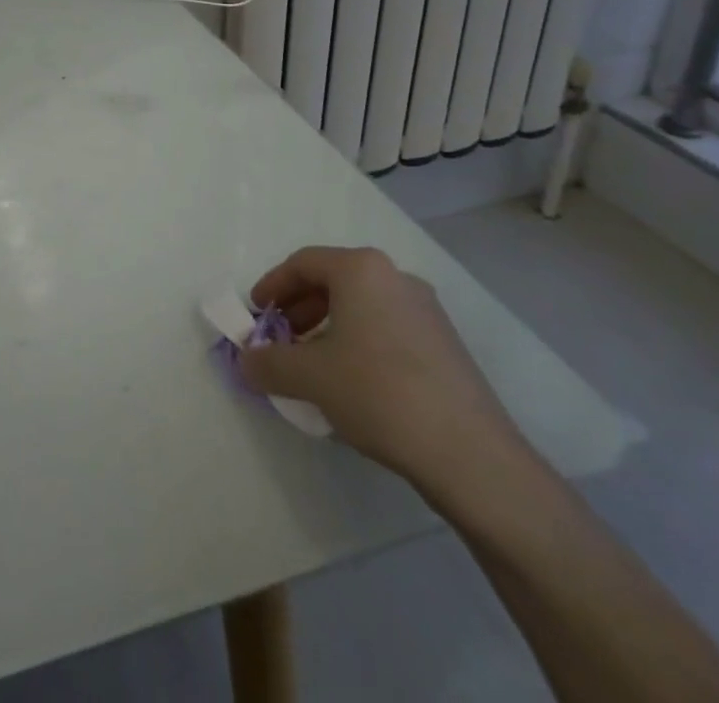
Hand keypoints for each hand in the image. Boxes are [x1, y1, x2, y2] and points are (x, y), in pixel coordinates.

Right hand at [238, 247, 524, 495]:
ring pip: (362, 307)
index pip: (303, 263)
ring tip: (312, 366)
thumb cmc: (378, 393)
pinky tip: (352, 384)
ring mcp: (427, 312)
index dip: (272, 286)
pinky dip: (358, 344)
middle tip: (280, 340)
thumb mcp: (309, 377)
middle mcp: (396, 278)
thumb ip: (268, 363)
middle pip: (333, 282)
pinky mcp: (446, 346)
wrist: (471, 456)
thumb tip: (247, 361)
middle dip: (299, 310)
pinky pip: (387, 330)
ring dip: (328, 329)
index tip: (256, 314)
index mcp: (362, 270)